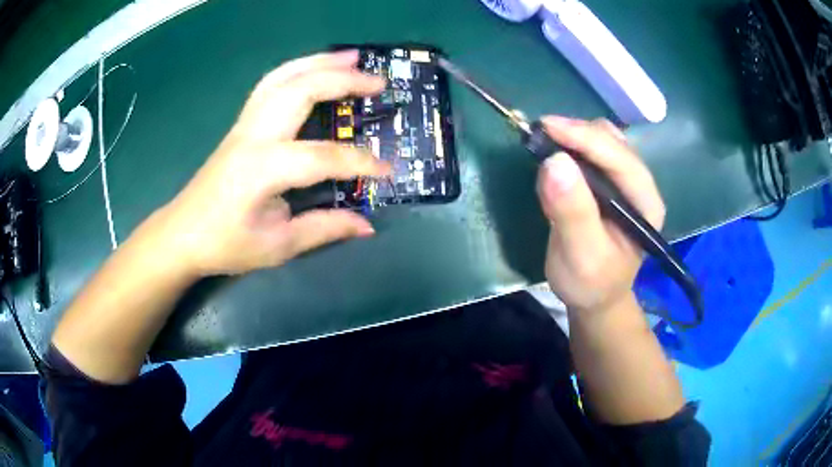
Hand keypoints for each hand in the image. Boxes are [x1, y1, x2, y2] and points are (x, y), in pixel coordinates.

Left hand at [152, 50, 389, 275]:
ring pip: (283, 77)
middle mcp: (253, 136)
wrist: (182, 234)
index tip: (386, 170)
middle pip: (300, 91)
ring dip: (319, 62)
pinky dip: (297, 69)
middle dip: (342, 81)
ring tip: (352, 57)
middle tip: (378, 82)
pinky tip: (315, 69)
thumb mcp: (278, 245)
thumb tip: (367, 225)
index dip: (359, 162)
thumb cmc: (226, 244)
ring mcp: (244, 125)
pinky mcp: (241, 124)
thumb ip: (324, 229)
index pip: (321, 156)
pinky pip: (271, 84)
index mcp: (262, 170)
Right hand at [536, 117, 665, 313]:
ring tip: (545, 144)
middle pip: (612, 141)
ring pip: (602, 139)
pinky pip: (592, 149)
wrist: (595, 296)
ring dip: (573, 136)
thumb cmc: (591, 282)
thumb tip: (554, 162)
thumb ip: (572, 212)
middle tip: (540, 137)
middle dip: (576, 134)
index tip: (546, 127)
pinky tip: (556, 154)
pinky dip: (571, 144)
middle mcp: (640, 185)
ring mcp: (625, 180)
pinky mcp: (608, 180)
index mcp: (646, 203)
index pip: (620, 158)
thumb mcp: (580, 255)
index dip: (584, 138)